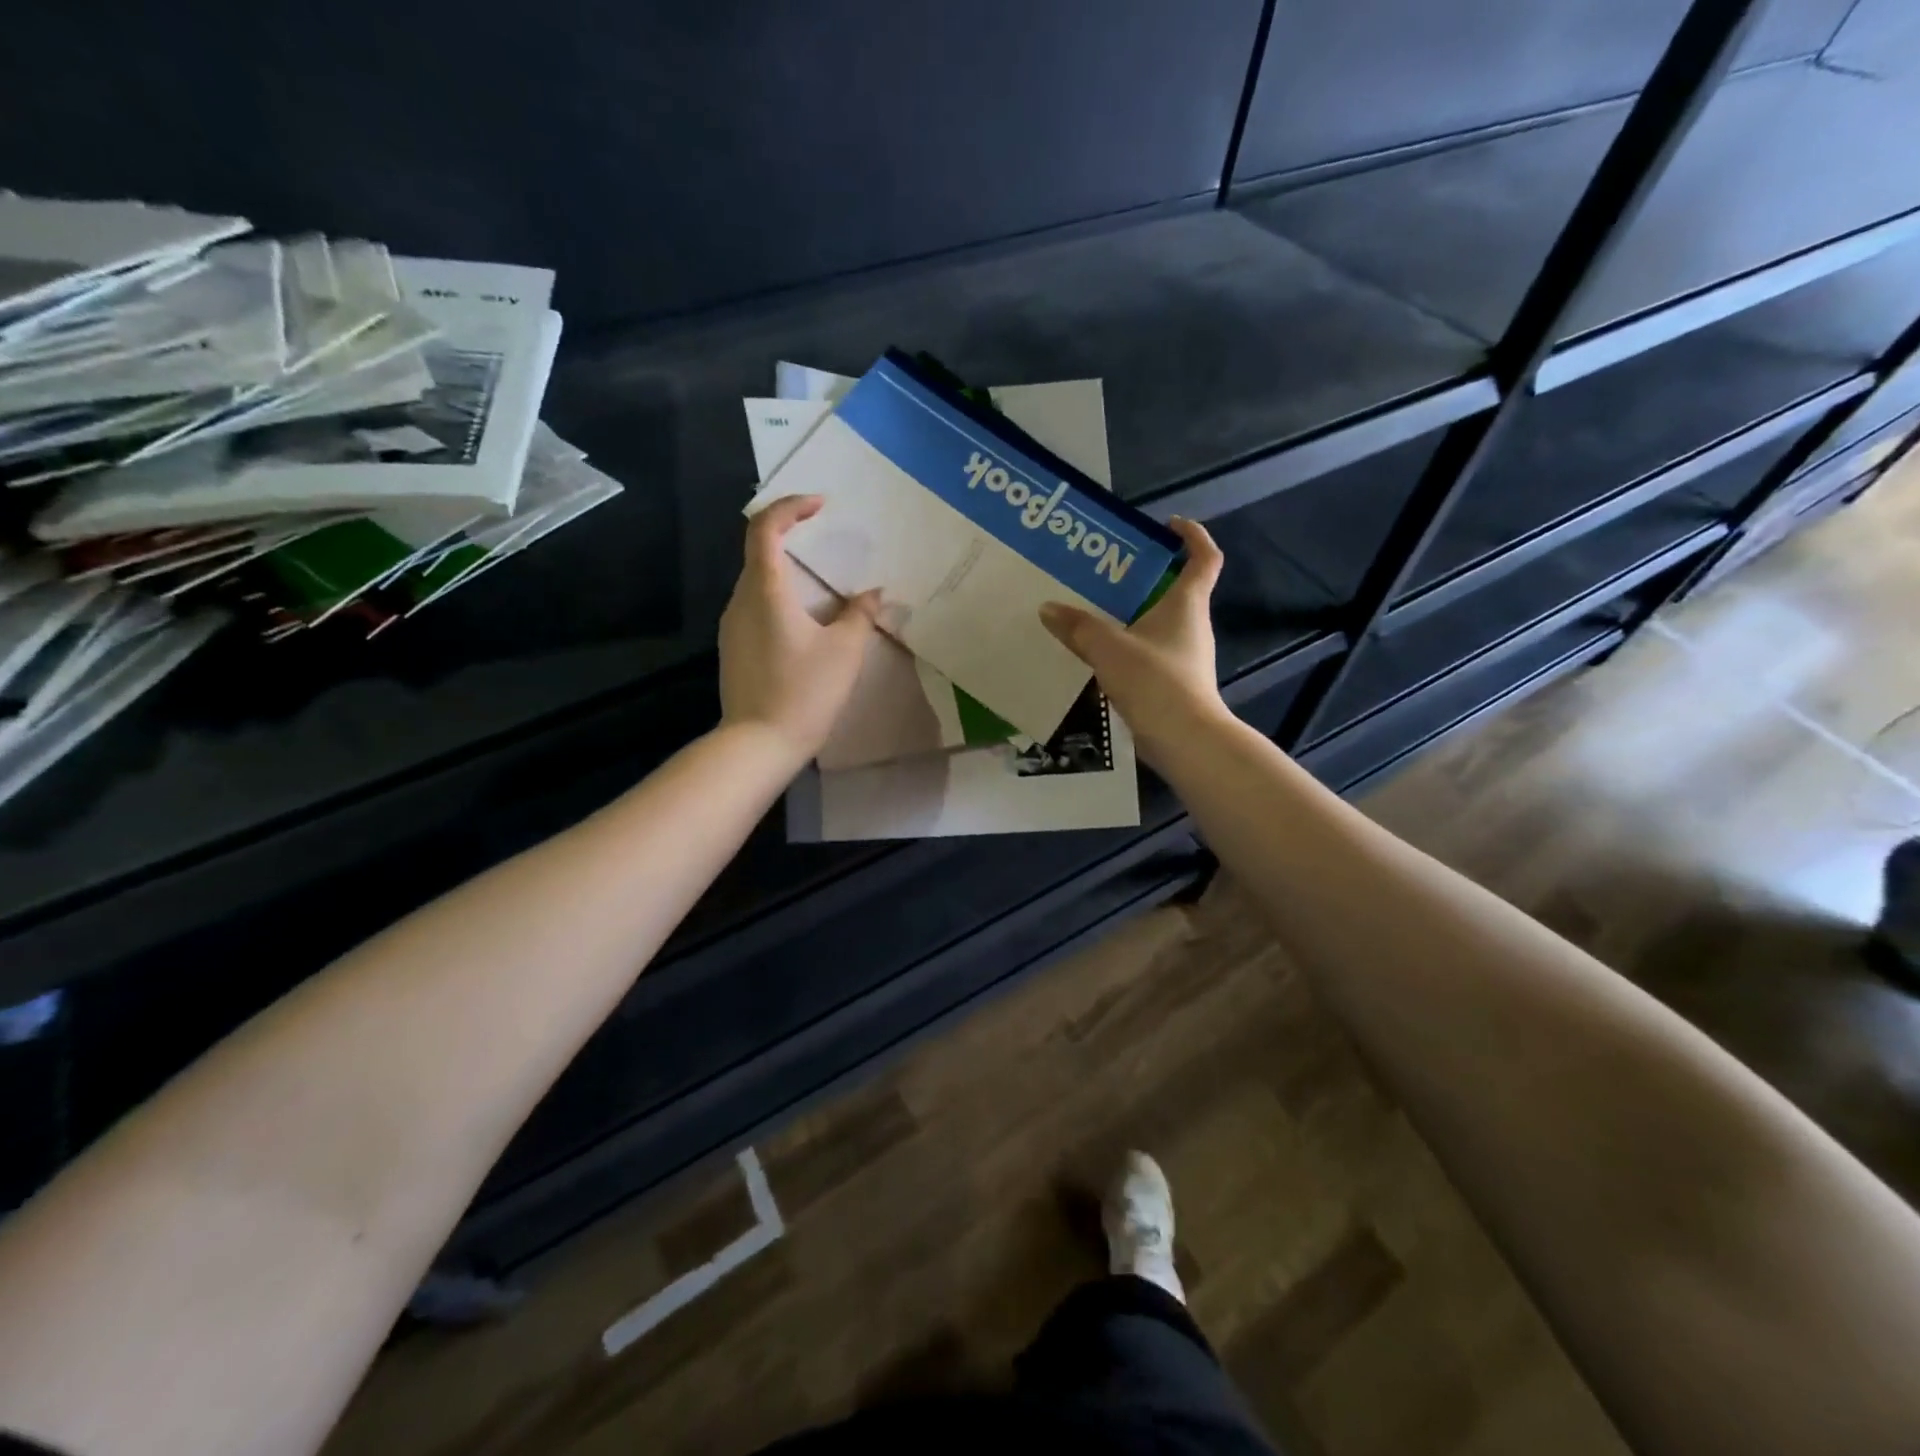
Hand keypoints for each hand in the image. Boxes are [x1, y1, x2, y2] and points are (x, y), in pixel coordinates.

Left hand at [718, 495, 880, 762]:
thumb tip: (873, 594)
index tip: (820, 505)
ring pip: (757, 582)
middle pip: (759, 551)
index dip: (790, 507)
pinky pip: (756, 607)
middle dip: (791, 537)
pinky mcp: (734, 648)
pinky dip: (779, 598)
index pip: (765, 528)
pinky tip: (805, 621)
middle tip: (826, 541)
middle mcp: (741, 600)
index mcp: (765, 590)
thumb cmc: (804, 692)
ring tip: (822, 584)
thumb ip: (860, 615)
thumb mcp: (844, 651)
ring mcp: (732, 626)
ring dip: (787, 572)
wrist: (758, 744)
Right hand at [1039, 516, 1230, 760]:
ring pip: (1159, 623)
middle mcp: (1191, 624)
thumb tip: (1047, 608)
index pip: (1204, 557)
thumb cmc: (1154, 680)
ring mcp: (1185, 655)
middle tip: (1108, 571)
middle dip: (1147, 576)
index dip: (1192, 536)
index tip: (1169, 525)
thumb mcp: (1109, 648)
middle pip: (1176, 589)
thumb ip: (1078, 627)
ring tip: (1095, 609)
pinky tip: (1099, 653)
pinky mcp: (1174, 681)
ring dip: (1134, 613)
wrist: (1184, 739)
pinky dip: (1129, 644)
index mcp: (1186, 604)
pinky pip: (1149, 651)